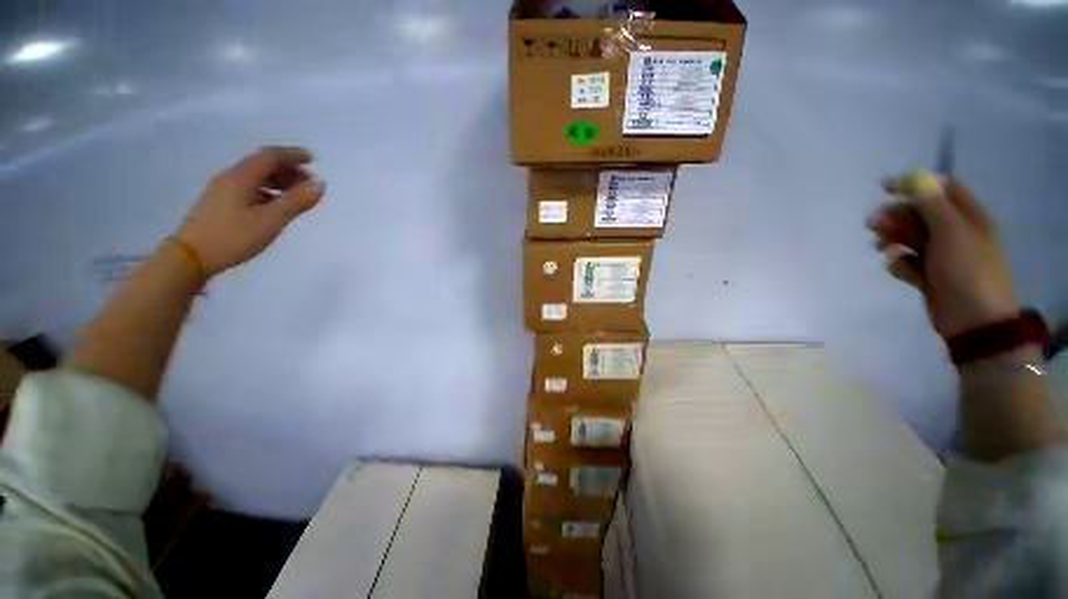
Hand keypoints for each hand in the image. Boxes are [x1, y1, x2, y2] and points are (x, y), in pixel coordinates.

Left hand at [176, 146, 324, 276]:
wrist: (190, 257)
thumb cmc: (233, 237)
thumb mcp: (271, 220)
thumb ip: (296, 201)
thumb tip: (320, 184)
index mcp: (241, 177)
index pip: (270, 156)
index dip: (292, 155)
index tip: (313, 159)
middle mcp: (231, 177)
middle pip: (262, 164)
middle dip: (288, 168)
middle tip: (309, 182)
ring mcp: (223, 190)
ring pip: (255, 176)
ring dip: (279, 180)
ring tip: (297, 194)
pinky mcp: (220, 202)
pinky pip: (249, 187)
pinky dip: (268, 189)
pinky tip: (276, 204)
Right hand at [868, 171, 1017, 337]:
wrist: (973, 320)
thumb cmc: (968, 270)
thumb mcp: (952, 232)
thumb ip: (931, 204)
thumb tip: (914, 177)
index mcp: (967, 217)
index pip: (940, 190)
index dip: (914, 185)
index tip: (885, 189)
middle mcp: (954, 233)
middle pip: (919, 215)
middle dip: (895, 217)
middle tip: (874, 224)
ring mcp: (941, 256)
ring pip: (908, 239)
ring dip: (892, 240)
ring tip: (883, 249)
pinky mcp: (928, 275)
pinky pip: (907, 262)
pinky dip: (899, 263)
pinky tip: (899, 269)